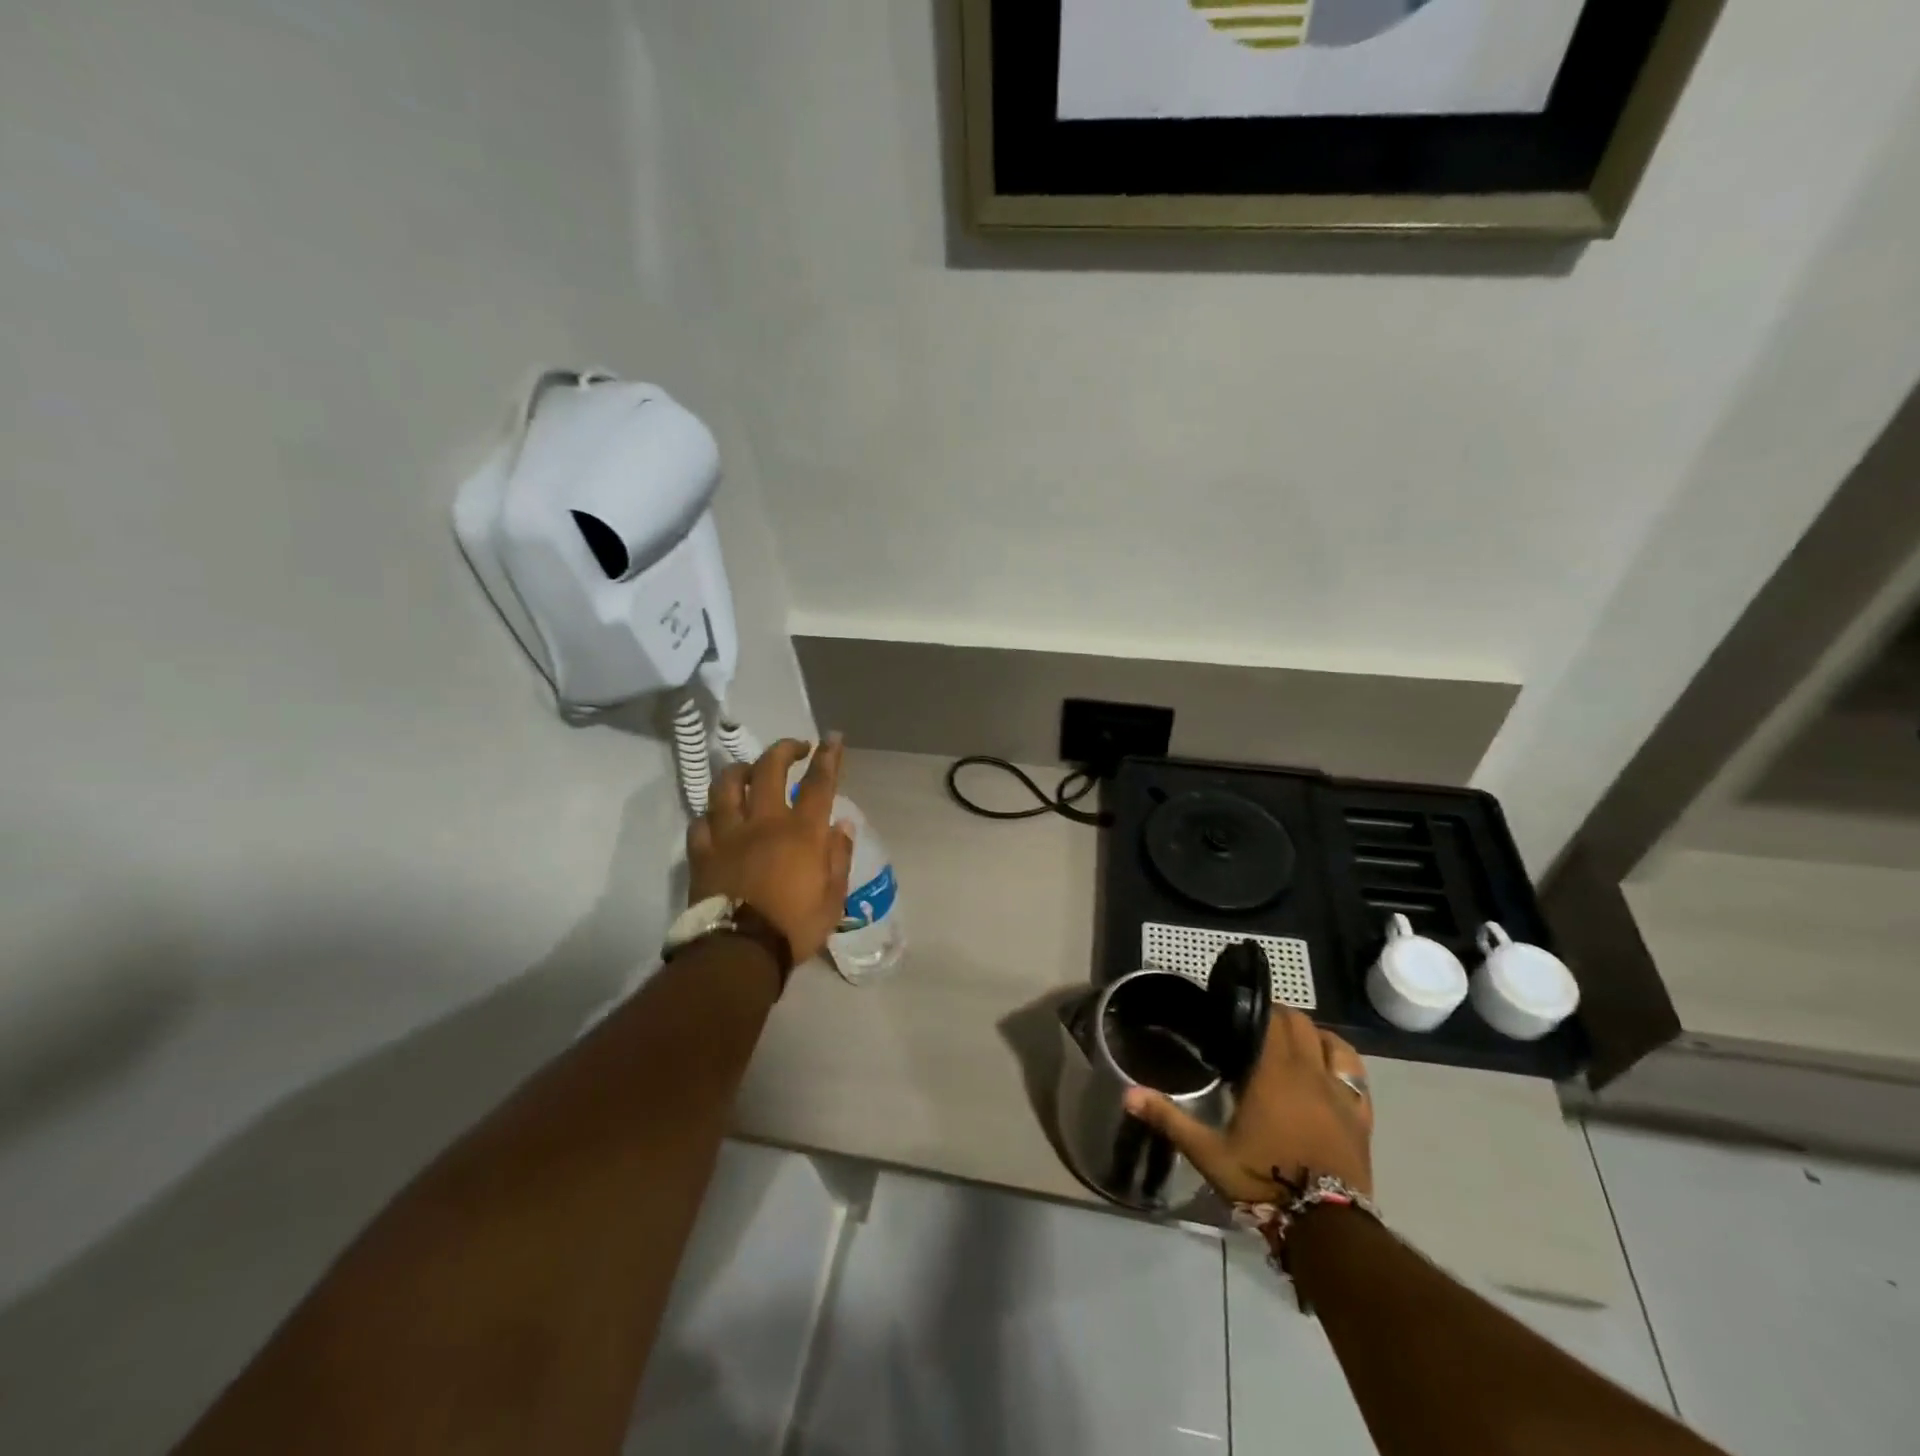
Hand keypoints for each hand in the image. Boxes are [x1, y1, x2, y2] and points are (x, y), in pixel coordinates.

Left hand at [687, 736, 855, 965]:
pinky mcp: (701, 852)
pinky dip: (712, 815)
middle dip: (784, 749)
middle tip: (795, 748)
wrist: (739, 953)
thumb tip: (841, 826)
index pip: (818, 783)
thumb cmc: (794, 927)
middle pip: (769, 769)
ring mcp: (727, 834)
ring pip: (726, 785)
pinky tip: (718, 818)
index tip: (833, 738)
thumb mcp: (833, 898)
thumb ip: (838, 857)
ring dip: (741, 770)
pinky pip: (701, 822)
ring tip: (749, 772)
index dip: (828, 756)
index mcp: (801, 832)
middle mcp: (763, 822)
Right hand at [1123, 1008, 1373, 1203]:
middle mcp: (1309, 1072)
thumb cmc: (1265, 1182)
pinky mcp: (1361, 1116)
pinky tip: (1328, 1069)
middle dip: (1279, 1018)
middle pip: (1300, 1024)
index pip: (1271, 1020)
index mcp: (1273, 1073)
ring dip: (1312, 1034)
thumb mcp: (1209, 1153)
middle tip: (1256, 1029)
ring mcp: (1340, 1093)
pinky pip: (1356, 1073)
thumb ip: (1169, 1118)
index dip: (1257, 1009)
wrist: (1327, 1228)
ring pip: (1332, 1041)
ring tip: (1293, 1043)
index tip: (1238, 1013)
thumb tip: (1128, 1094)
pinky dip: (1341, 1060)